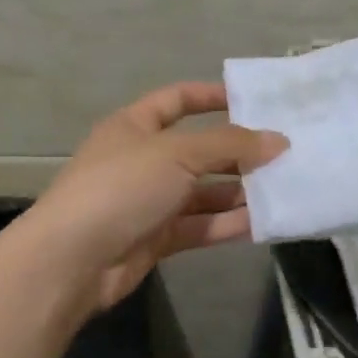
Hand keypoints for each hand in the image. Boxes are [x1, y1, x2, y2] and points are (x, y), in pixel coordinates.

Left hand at [18, 82, 286, 314]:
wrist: (73, 260)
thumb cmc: (122, 187)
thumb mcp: (177, 154)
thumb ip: (230, 145)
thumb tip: (279, 140)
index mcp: (135, 126)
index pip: (177, 100)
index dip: (212, 97)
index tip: (254, 102)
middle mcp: (142, 160)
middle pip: (197, 150)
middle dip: (237, 152)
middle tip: (284, 153)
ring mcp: (149, 201)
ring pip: (202, 191)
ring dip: (239, 191)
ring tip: (284, 188)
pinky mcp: (156, 238)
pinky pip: (200, 226)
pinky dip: (228, 223)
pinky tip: (264, 222)